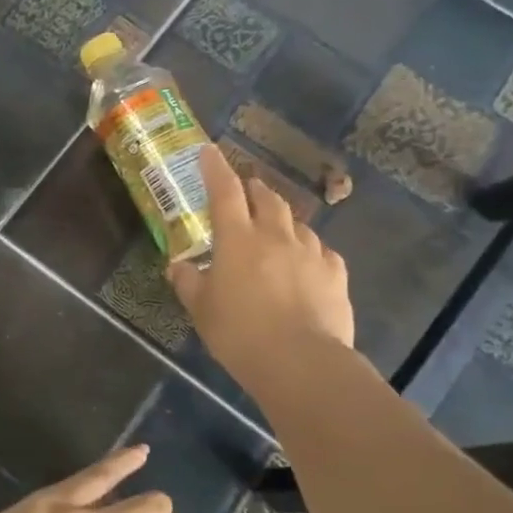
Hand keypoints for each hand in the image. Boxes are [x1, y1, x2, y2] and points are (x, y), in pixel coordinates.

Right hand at [169, 145, 355, 389]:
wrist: (301, 362)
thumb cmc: (239, 333)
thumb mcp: (201, 310)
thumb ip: (188, 282)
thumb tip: (177, 266)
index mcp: (237, 240)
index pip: (224, 192)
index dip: (215, 169)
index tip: (209, 151)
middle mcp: (275, 236)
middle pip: (267, 199)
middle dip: (254, 190)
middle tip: (245, 191)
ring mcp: (310, 253)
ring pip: (297, 223)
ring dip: (282, 220)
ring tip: (275, 231)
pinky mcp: (335, 274)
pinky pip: (321, 251)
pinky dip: (309, 249)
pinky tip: (306, 263)